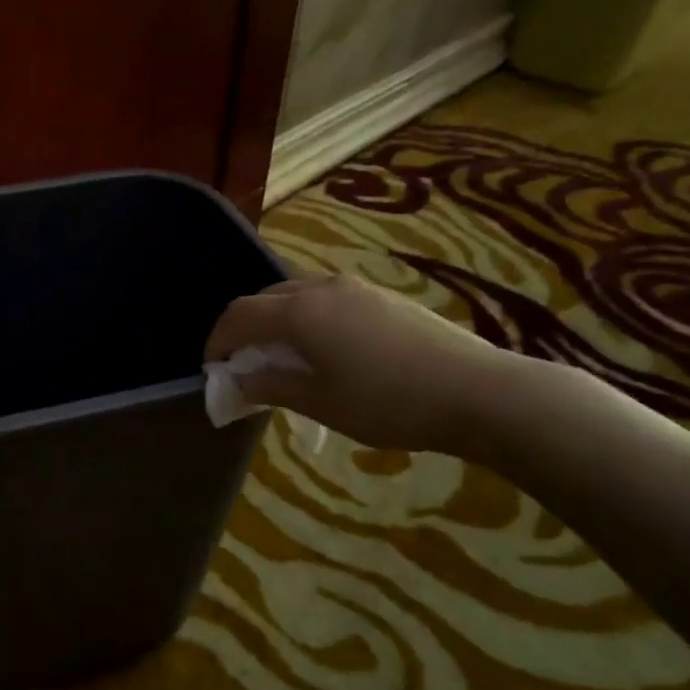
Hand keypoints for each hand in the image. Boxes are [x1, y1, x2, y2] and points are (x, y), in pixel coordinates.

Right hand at [204, 275, 514, 455]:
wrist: (477, 392)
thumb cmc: (387, 402)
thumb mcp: (320, 402)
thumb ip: (271, 386)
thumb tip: (240, 381)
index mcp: (299, 311)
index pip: (239, 314)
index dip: (218, 340)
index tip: (212, 368)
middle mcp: (322, 288)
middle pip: (266, 298)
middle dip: (246, 328)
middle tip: (244, 364)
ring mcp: (357, 288)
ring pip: (298, 295)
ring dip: (278, 321)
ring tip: (282, 357)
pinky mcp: (383, 297)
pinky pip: (326, 299)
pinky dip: (307, 319)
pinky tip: (324, 351)